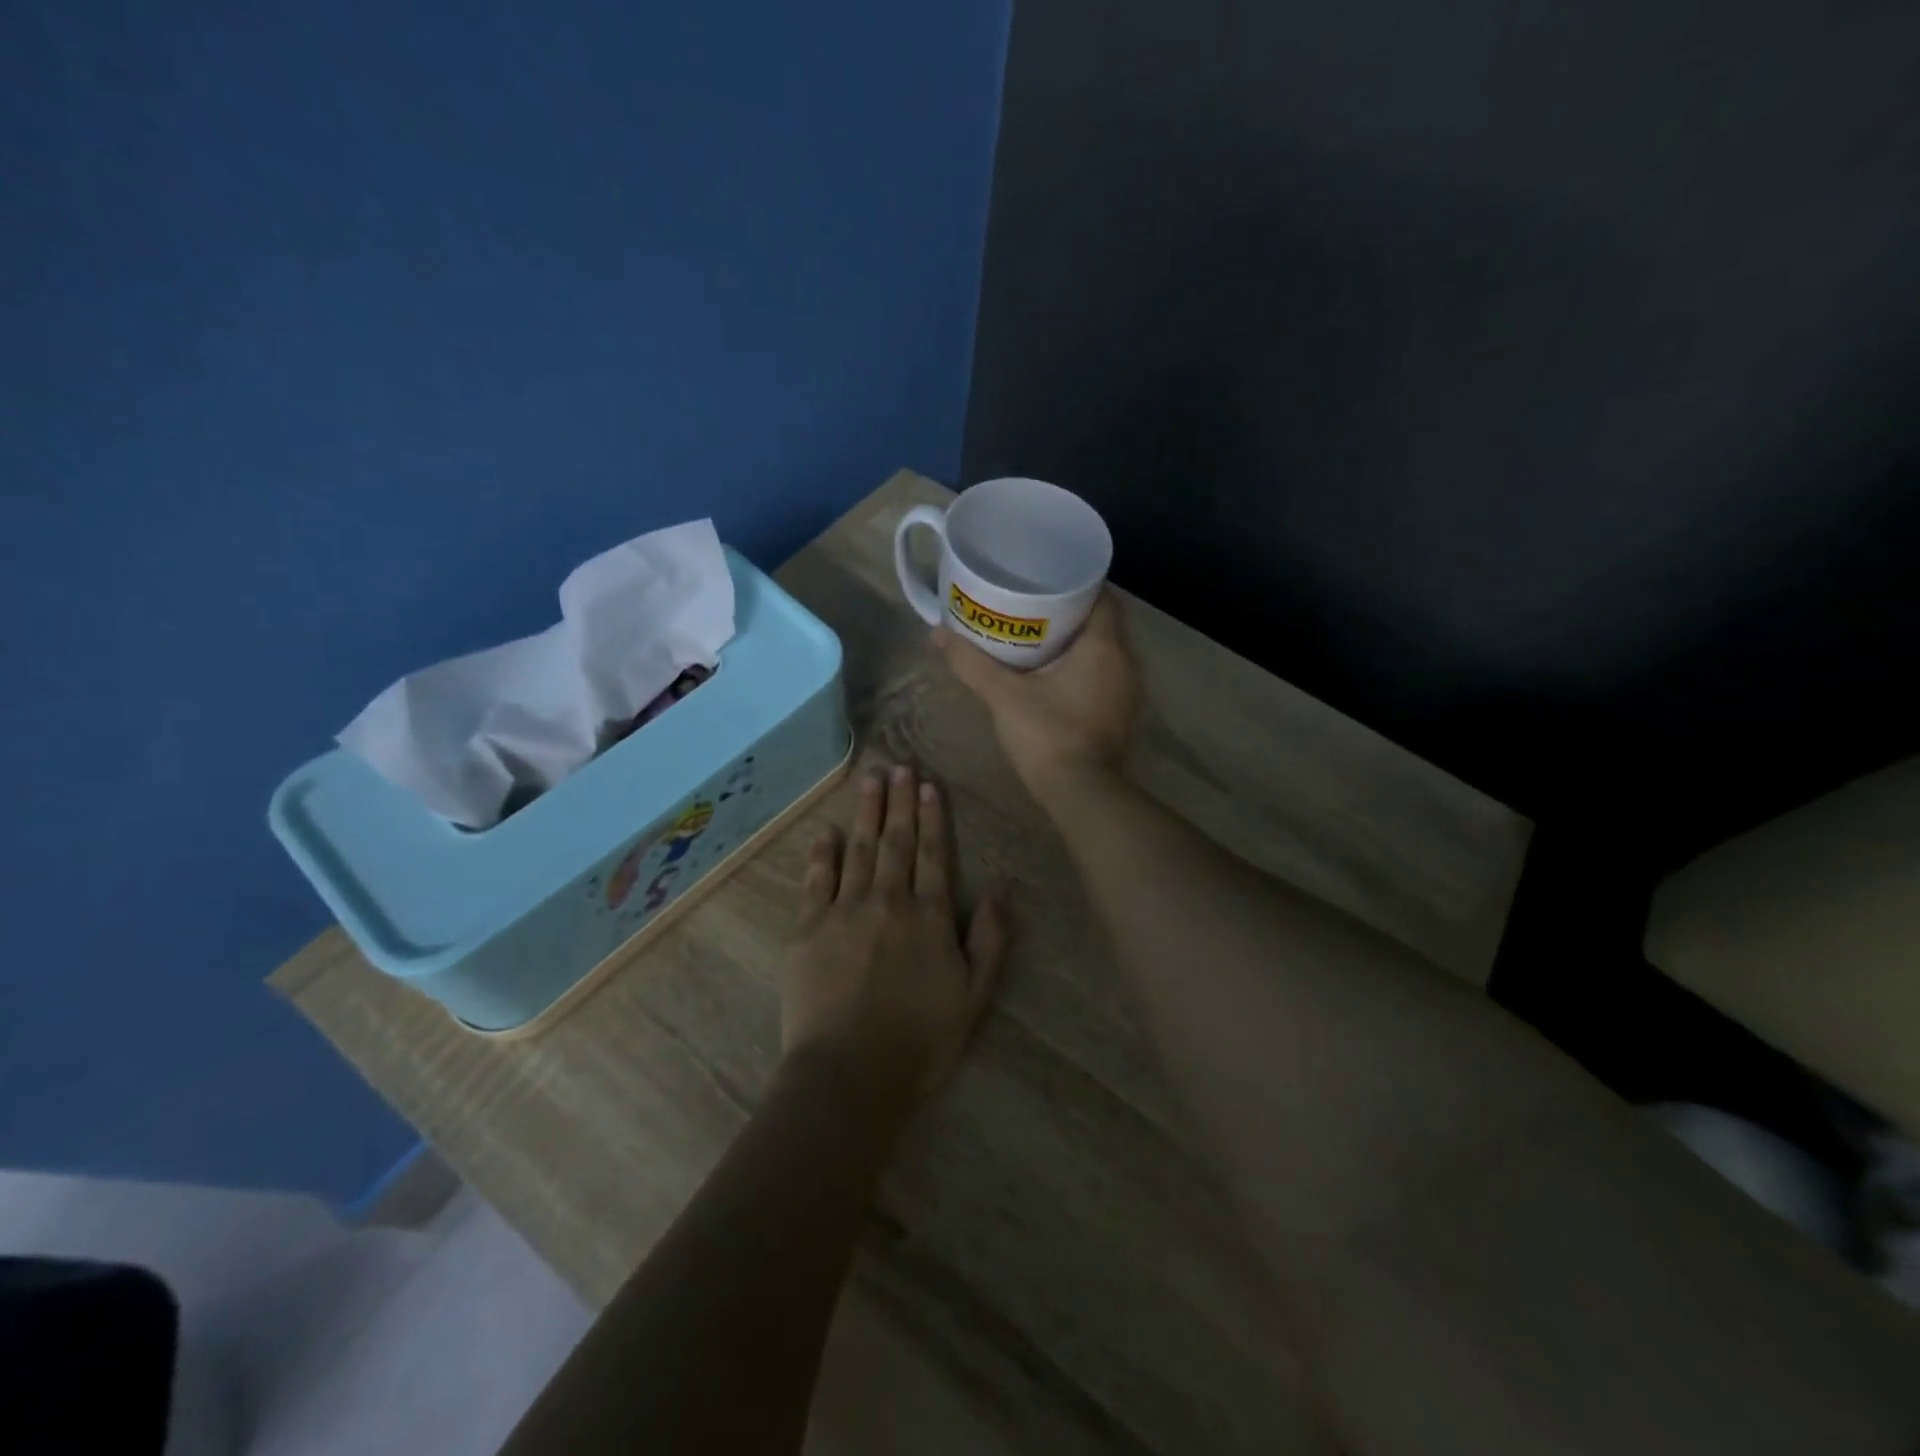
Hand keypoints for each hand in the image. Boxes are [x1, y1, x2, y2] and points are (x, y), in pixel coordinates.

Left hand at [783, 764, 1010, 1103]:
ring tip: (869, 779)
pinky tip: (827, 831)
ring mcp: (844, 911)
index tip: (928, 785)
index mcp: (929, 916)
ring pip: (858, 850)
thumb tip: (1003, 887)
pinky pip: (816, 881)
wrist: (850, 1072)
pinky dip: (822, 853)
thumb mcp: (974, 996)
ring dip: (865, 812)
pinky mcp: (808, 929)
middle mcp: (888, 901)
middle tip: (899, 765)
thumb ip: (991, 939)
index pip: (932, 854)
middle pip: (894, 841)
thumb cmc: (920, 1040)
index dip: (932, 817)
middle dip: (898, 801)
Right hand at [933, 591, 1140, 802]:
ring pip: (1105, 652)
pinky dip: (1084, 669)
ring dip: (1078, 643)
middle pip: (1103, 623)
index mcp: (1104, 647)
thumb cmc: (1047, 734)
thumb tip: (937, 634)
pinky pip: (1105, 677)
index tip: (1047, 580)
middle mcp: (1125, 663)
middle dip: (1072, 612)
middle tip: (1034, 606)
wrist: (1080, 794)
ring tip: (1040, 637)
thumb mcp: (1003, 695)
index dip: (1078, 584)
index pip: (1103, 597)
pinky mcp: (1121, 716)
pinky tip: (1055, 675)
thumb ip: (971, 663)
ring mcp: (1127, 693)